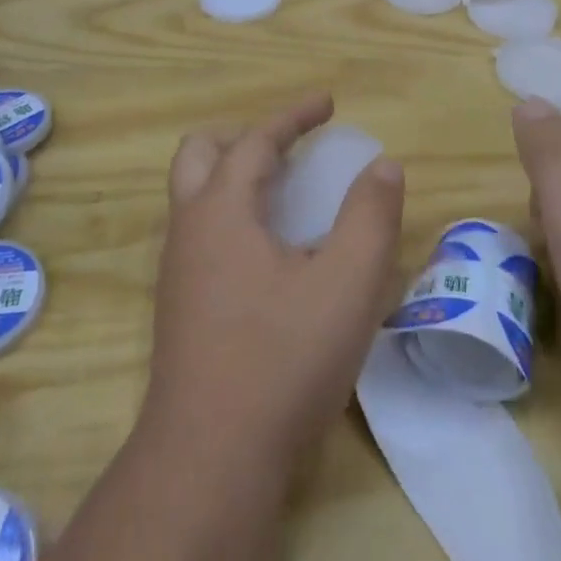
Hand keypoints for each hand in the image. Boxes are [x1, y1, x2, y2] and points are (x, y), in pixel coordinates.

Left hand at [142, 92, 405, 473]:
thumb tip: (383, 165)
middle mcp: (188, 228)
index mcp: (221, 210)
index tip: (327, 103)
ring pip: (194, 194)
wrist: (210, 458)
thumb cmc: (282, 360)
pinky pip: (200, 232)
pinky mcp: (179, 305)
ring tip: (283, 191)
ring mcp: (177, 269)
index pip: (255, 141)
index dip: (293, 116)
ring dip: (233, 175)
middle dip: (245, 136)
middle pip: (200, 154)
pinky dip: (230, 213)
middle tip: (290, 146)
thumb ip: (370, 218)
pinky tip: (268, 251)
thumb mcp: (346, 285)